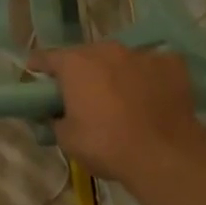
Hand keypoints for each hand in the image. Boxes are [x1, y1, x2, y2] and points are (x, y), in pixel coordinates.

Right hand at [29, 43, 205, 191]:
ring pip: (121, 59)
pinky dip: (149, 78)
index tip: (35, 72)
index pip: (47, 57)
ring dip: (116, 73)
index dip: (39, 66)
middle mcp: (105, 50)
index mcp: (74, 64)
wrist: (164, 154)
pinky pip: (154, 66)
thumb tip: (56, 114)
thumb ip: (56, 120)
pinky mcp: (171, 64)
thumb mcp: (67, 139)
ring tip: (122, 97)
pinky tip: (153, 96)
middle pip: (86, 56)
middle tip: (84, 94)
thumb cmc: (106, 145)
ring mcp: (140, 54)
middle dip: (83, 71)